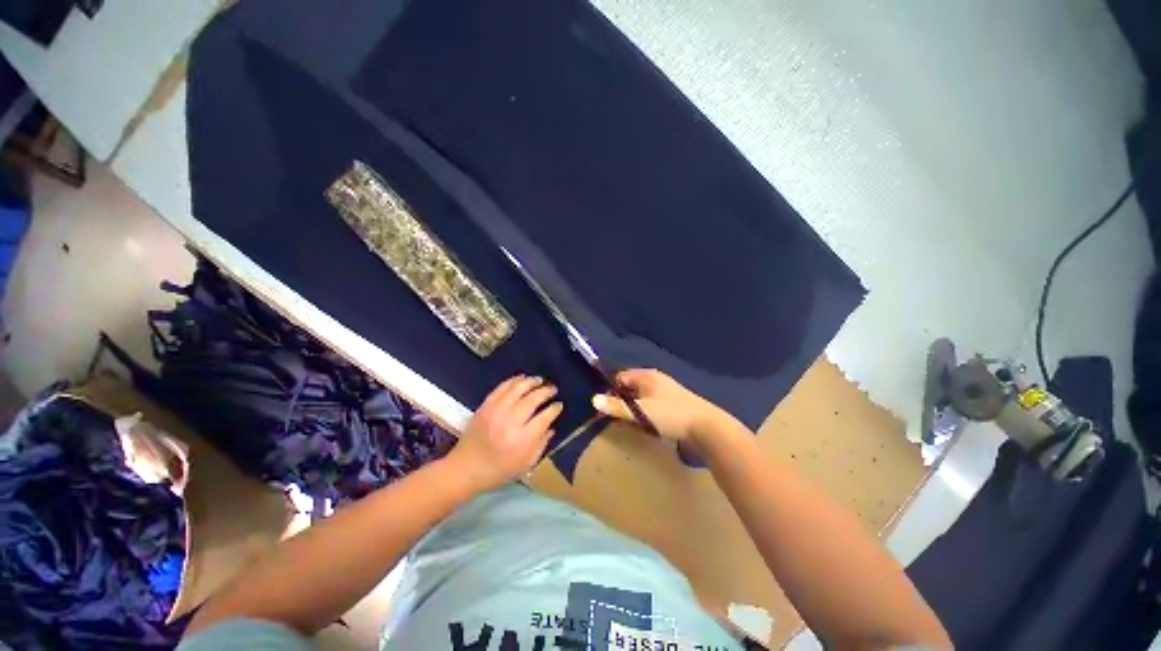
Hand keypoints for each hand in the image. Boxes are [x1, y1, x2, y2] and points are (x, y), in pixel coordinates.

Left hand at [447, 375, 562, 491]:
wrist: (464, 469)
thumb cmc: (498, 471)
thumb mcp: (525, 465)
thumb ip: (541, 445)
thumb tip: (551, 426)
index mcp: (521, 441)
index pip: (543, 418)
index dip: (554, 409)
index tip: (559, 405)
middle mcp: (509, 423)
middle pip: (532, 400)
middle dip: (545, 392)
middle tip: (553, 389)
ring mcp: (495, 412)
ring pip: (517, 389)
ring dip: (531, 382)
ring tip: (540, 380)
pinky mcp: (485, 407)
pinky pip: (501, 388)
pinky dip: (513, 381)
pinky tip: (522, 378)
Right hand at [591, 369, 728, 448]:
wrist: (707, 428)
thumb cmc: (670, 415)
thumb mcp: (641, 411)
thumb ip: (617, 406)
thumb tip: (594, 400)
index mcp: (647, 376)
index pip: (621, 377)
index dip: (611, 390)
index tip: (605, 407)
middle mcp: (656, 380)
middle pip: (631, 387)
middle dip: (622, 401)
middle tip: (616, 417)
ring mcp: (666, 392)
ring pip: (642, 397)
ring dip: (634, 409)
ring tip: (630, 423)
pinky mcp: (674, 404)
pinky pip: (652, 405)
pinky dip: (646, 413)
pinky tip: (647, 425)